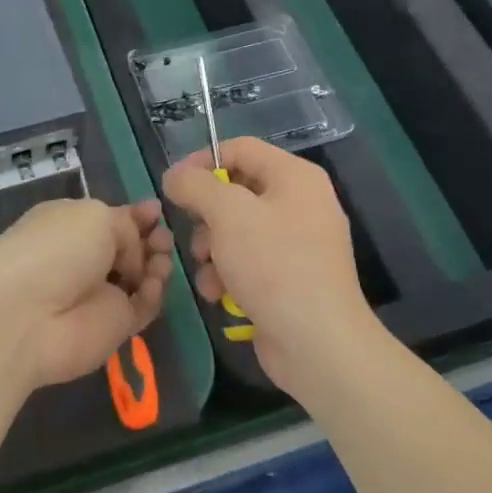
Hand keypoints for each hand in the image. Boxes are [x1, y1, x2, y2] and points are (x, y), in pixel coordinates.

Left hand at [0, 199, 171, 390]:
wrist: (28, 316)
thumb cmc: (56, 249)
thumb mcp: (95, 216)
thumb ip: (126, 227)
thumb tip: (132, 256)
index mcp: (71, 223)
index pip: (110, 217)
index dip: (135, 214)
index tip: (157, 210)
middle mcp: (84, 257)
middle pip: (129, 247)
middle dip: (150, 238)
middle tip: (164, 236)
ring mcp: (99, 294)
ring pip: (140, 277)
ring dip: (156, 264)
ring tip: (164, 256)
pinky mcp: (113, 326)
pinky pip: (142, 307)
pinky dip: (153, 294)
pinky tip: (153, 282)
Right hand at [162, 138, 374, 397]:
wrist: (318, 344)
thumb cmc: (274, 265)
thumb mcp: (227, 214)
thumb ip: (195, 185)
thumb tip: (175, 176)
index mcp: (295, 177)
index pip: (239, 149)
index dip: (202, 161)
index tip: (173, 185)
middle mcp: (300, 203)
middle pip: (236, 192)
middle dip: (206, 215)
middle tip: (193, 235)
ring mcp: (297, 244)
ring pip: (236, 230)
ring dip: (212, 249)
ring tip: (207, 271)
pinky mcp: (289, 278)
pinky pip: (249, 261)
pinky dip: (228, 273)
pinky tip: (218, 293)